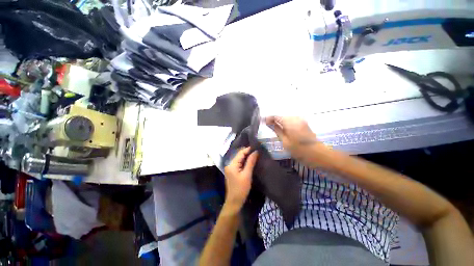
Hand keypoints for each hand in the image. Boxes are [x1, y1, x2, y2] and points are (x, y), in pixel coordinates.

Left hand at [223, 147, 258, 212]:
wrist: (234, 202)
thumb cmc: (241, 189)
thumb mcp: (247, 175)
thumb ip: (251, 162)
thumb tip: (255, 152)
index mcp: (232, 164)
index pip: (241, 153)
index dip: (249, 149)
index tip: (257, 147)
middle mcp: (230, 164)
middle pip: (240, 155)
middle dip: (248, 153)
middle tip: (258, 151)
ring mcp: (230, 168)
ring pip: (240, 159)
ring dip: (247, 157)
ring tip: (256, 155)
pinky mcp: (232, 172)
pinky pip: (239, 164)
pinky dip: (245, 162)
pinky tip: (251, 162)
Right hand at [265, 116, 321, 164]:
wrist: (319, 154)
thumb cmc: (300, 150)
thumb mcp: (285, 141)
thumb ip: (276, 130)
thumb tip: (268, 122)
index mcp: (290, 122)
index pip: (276, 116)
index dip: (268, 118)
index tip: (262, 121)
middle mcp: (296, 118)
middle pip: (281, 116)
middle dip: (273, 120)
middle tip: (267, 126)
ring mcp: (301, 120)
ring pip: (286, 118)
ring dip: (279, 122)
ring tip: (273, 128)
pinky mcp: (304, 123)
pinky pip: (291, 121)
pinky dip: (285, 124)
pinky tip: (283, 129)